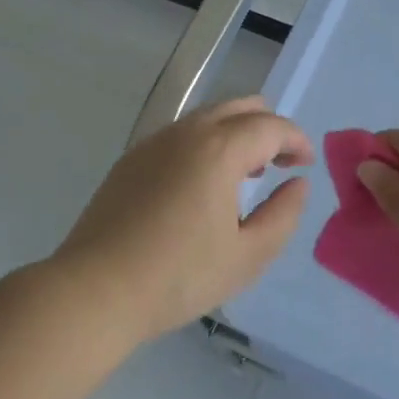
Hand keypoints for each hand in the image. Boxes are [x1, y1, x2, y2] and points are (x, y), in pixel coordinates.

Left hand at [54, 96, 312, 344]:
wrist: (93, 291)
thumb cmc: (177, 277)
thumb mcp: (246, 257)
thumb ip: (283, 215)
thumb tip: (298, 184)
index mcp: (220, 149)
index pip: (271, 127)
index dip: (296, 140)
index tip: (305, 164)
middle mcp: (188, 132)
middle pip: (241, 107)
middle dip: (269, 128)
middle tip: (281, 162)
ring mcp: (156, 141)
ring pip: (209, 116)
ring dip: (237, 133)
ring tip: (246, 174)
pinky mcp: (133, 158)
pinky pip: (182, 133)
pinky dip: (207, 142)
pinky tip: (203, 183)